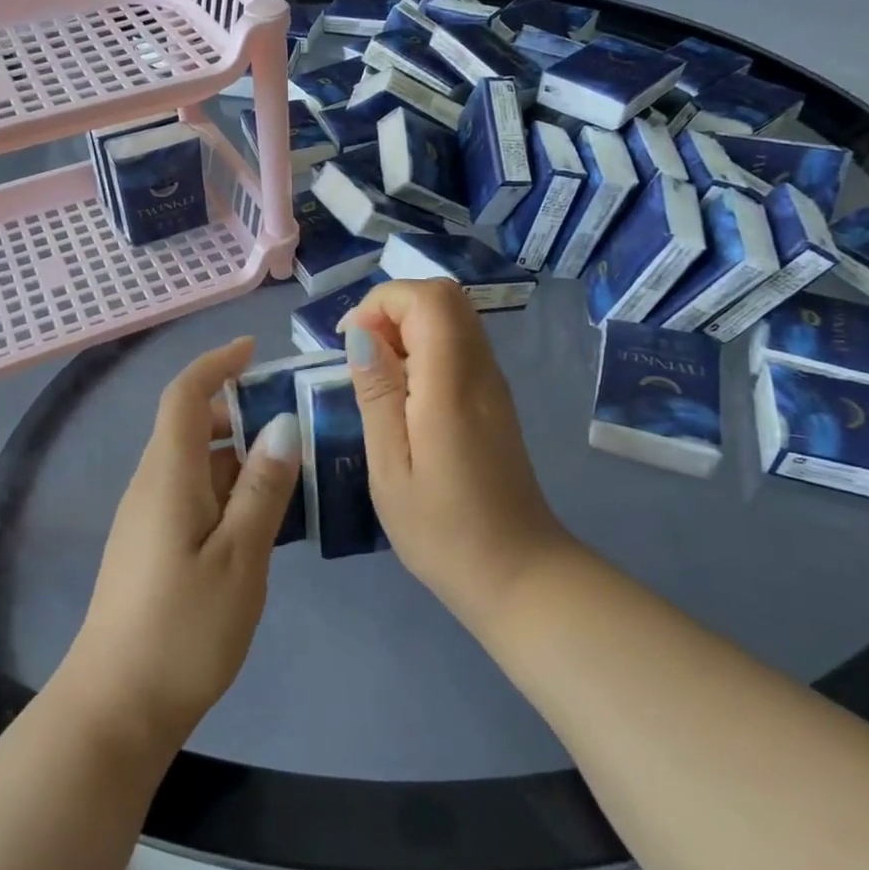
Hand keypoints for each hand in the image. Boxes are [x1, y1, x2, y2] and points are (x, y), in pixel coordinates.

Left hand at [64, 337, 299, 753]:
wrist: (116, 707)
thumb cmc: (183, 630)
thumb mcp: (241, 558)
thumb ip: (263, 489)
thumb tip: (284, 426)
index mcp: (168, 475)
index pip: (185, 395)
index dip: (216, 363)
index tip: (254, 350)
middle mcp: (151, 484)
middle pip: (190, 425)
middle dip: (238, 411)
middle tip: (293, 421)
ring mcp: (147, 516)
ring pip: (194, 462)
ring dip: (238, 454)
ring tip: (291, 471)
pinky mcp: (150, 545)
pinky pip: (191, 493)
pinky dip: (227, 487)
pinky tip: (261, 517)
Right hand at [343, 280, 570, 630]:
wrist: (518, 573)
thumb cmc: (443, 529)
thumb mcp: (391, 467)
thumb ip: (377, 393)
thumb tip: (361, 335)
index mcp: (452, 384)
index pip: (427, 299)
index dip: (381, 304)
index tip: (350, 344)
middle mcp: (480, 370)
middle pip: (444, 296)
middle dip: (392, 308)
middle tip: (361, 354)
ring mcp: (493, 382)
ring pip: (453, 316)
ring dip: (407, 326)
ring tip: (377, 373)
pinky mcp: (494, 398)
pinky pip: (458, 344)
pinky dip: (424, 346)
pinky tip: (404, 391)